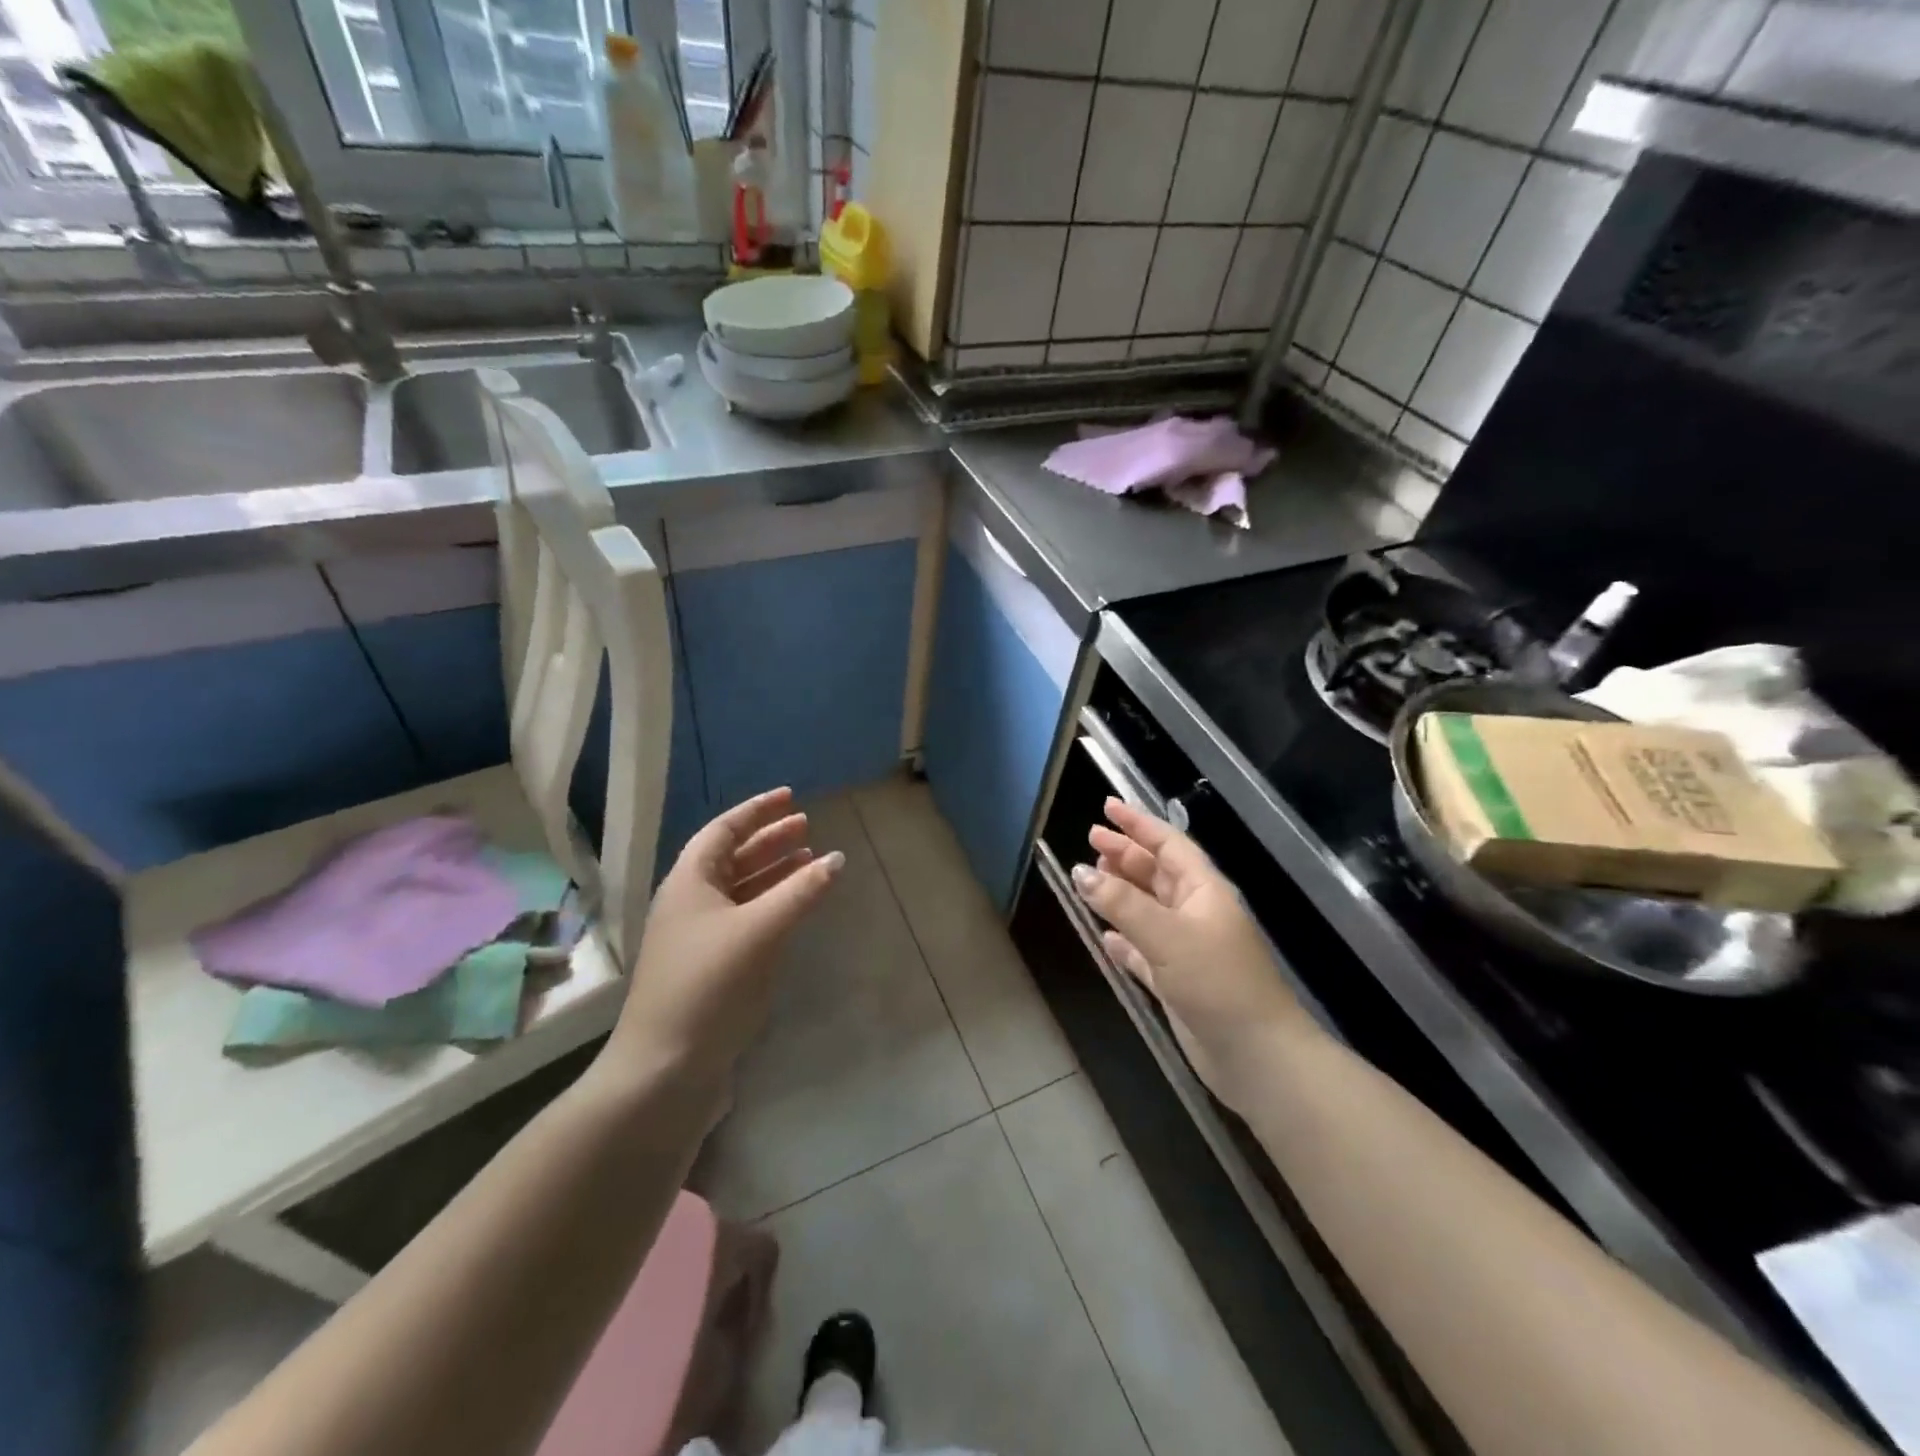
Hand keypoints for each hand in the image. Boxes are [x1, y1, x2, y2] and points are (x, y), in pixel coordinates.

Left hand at [606, 787, 842, 1086]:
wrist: (664, 1067)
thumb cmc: (708, 985)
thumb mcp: (758, 932)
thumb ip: (800, 893)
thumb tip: (837, 858)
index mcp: (690, 881)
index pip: (724, 830)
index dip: (758, 811)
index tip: (790, 796)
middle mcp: (691, 902)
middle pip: (732, 857)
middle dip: (769, 839)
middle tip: (807, 826)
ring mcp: (699, 936)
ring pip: (740, 889)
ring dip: (773, 872)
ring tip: (808, 860)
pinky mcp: (710, 966)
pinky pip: (745, 918)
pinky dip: (771, 905)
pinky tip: (793, 908)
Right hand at [1073, 798, 1306, 1109]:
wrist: (1256, 1056)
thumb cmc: (1217, 982)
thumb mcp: (1167, 935)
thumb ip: (1121, 903)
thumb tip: (1080, 872)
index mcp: (1204, 891)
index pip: (1168, 844)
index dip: (1138, 824)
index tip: (1107, 807)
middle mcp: (1196, 913)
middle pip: (1156, 873)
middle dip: (1125, 855)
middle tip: (1090, 840)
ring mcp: (1187, 948)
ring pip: (1148, 910)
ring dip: (1121, 894)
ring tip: (1089, 880)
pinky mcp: (1177, 982)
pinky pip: (1144, 950)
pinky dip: (1124, 940)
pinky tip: (1105, 937)